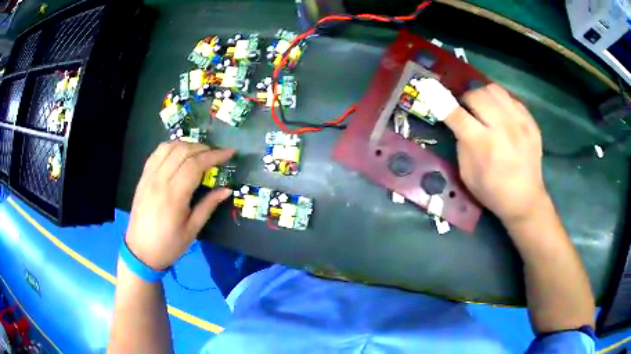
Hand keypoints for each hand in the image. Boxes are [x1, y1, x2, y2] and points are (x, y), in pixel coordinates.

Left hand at [125, 142, 234, 270]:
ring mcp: (149, 177)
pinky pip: (156, 153)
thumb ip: (208, 206)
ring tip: (199, 152)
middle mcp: (160, 181)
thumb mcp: (192, 230)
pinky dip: (170, 147)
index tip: (229, 153)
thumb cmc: (169, 245)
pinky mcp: (143, 177)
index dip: (214, 155)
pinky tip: (178, 153)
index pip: (196, 164)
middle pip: (183, 151)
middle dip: (203, 148)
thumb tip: (227, 189)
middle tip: (216, 154)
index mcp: (174, 196)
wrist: (140, 252)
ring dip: (187, 144)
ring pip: (169, 147)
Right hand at [444, 83, 548, 224]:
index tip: (431, 92)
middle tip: (467, 110)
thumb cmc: (492, 192)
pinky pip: (511, 99)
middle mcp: (502, 129)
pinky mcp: (531, 123)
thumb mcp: (467, 175)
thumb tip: (458, 122)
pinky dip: (501, 103)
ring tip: (485, 107)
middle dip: (466, 99)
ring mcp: (520, 123)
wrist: (525, 200)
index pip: (457, 114)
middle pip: (477, 95)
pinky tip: (502, 116)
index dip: (441, 102)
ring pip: (495, 90)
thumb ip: (461, 145)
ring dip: (483, 95)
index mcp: (483, 145)